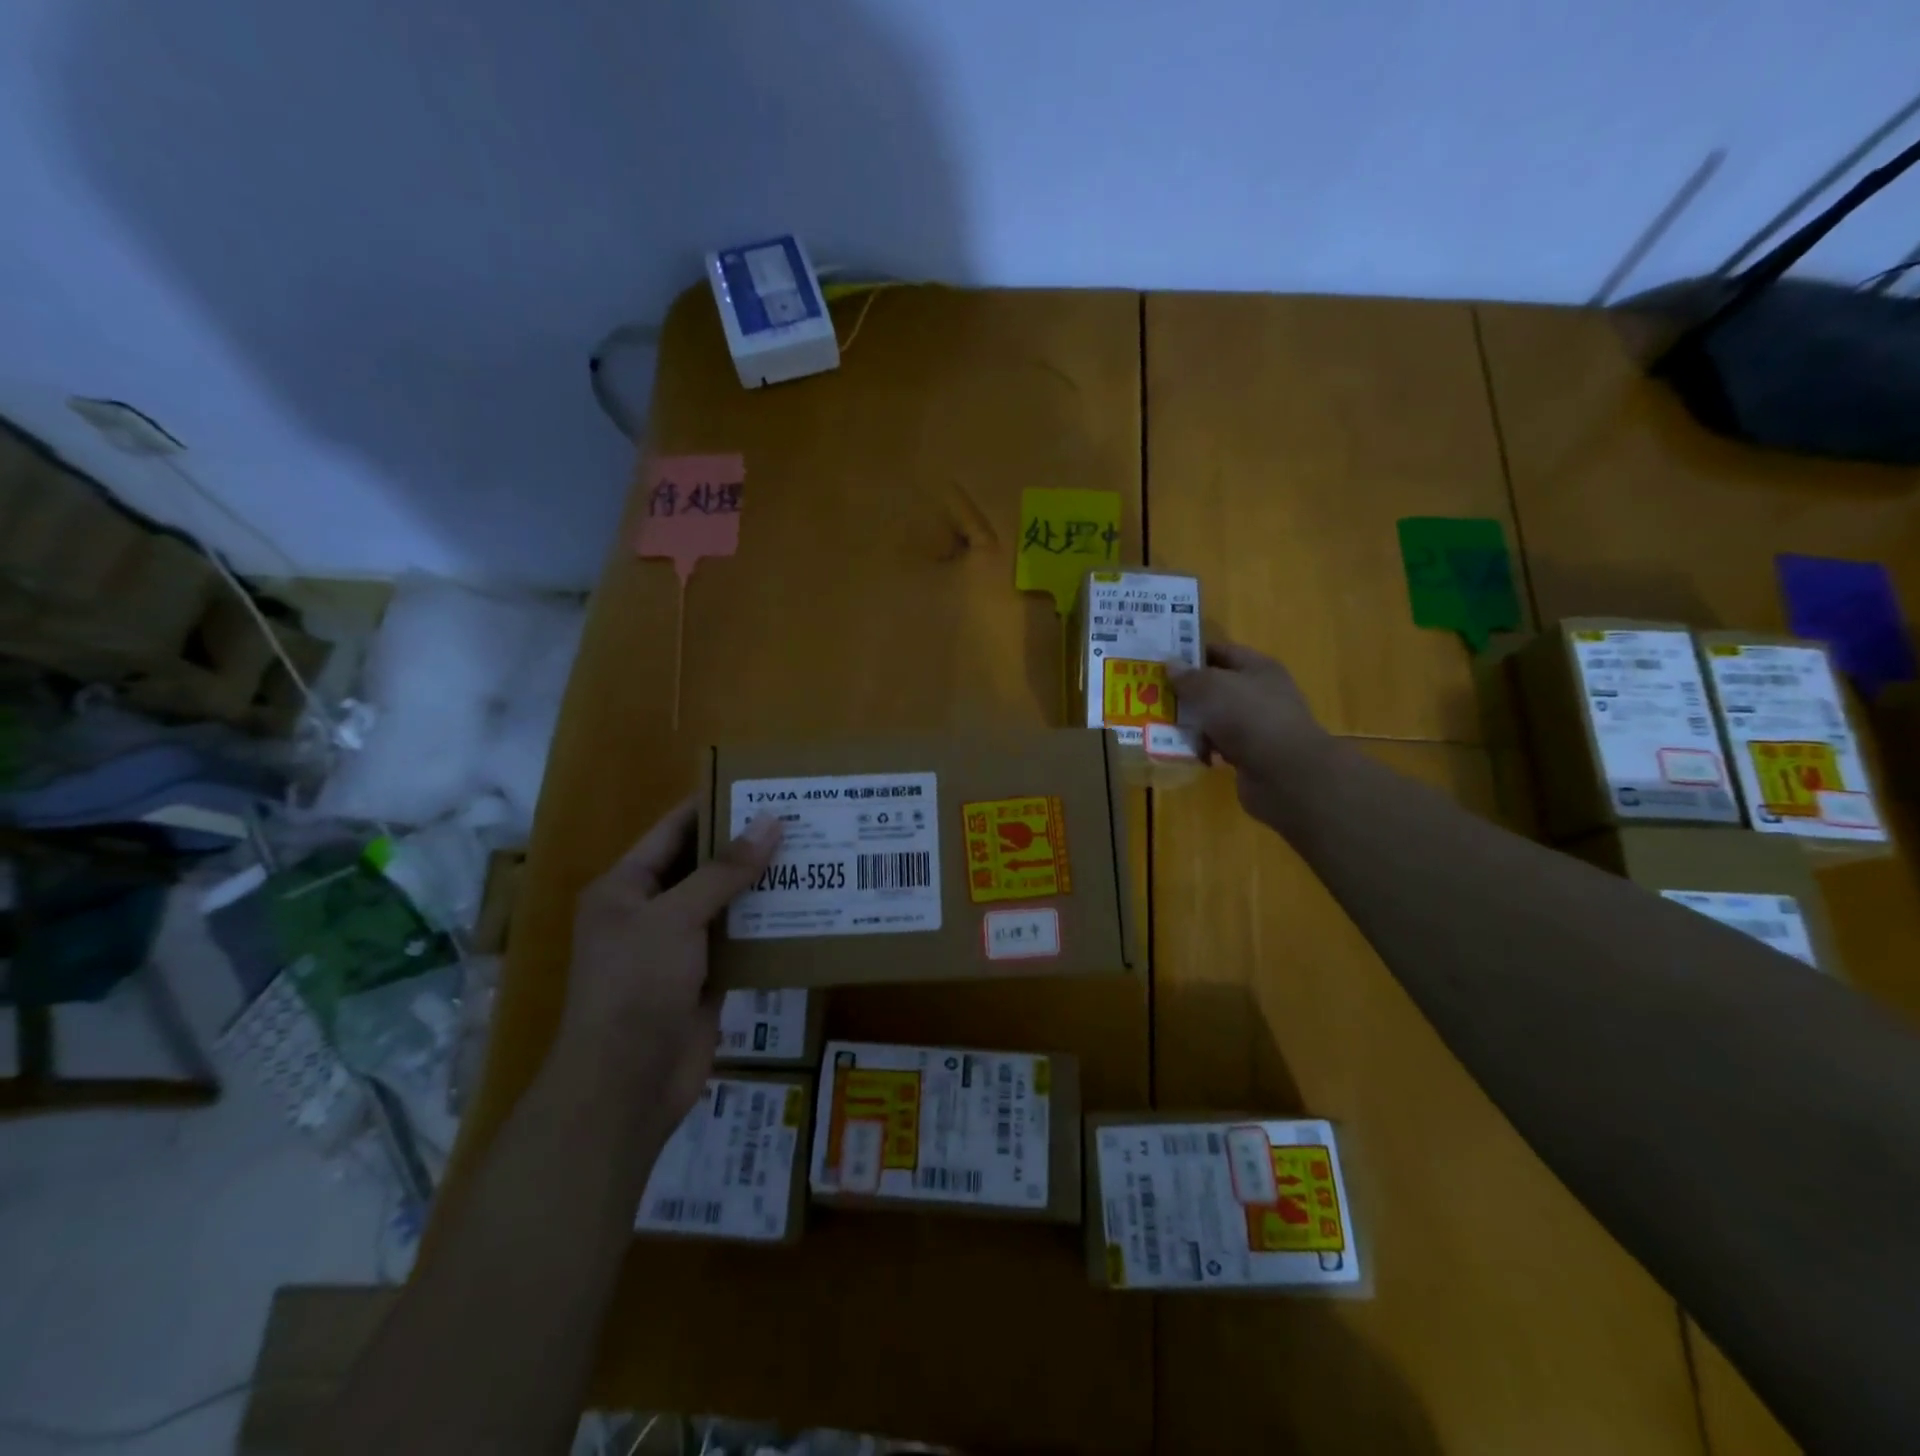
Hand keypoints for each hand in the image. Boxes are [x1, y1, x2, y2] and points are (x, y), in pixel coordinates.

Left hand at [557, 798, 781, 1124]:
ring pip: (726, 905)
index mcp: (626, 887)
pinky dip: (766, 927)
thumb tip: (771, 821)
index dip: (713, 806)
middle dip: (746, 846)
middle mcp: (650, 912)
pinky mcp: (705, 979)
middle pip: (703, 866)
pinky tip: (805, 908)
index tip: (761, 788)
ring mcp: (678, 948)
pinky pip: (740, 942)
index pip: (674, 831)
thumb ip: (725, 870)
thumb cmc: (637, 985)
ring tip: (811, 856)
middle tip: (799, 820)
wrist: (626, 1085)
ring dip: (761, 886)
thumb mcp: (676, 917)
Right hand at [1170, 641, 1334, 826]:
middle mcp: (1262, 693)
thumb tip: (1171, 665)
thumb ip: (1189, 677)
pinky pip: (1221, 745)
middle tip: (1155, 694)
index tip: (1164, 661)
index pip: (1223, 652)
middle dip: (1188, 691)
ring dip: (1194, 722)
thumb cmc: (1249, 718)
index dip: (1194, 653)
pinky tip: (1185, 751)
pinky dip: (1204, 748)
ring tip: (1162, 724)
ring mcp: (1259, 726)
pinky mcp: (1253, 755)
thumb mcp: (1211, 688)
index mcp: (1259, 668)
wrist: (1285, 774)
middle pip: (1218, 686)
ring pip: (1217, 718)